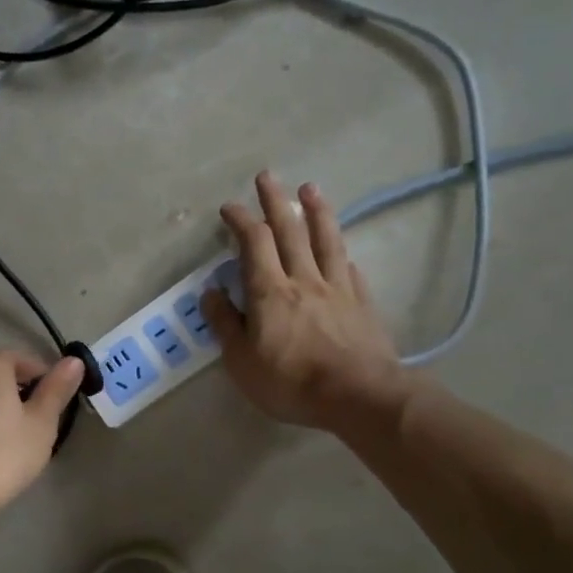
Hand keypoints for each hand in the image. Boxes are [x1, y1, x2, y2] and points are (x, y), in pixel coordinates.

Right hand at [201, 172, 407, 430]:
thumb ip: (225, 324)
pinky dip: (342, 255)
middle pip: (290, 230)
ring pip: (326, 241)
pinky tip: (343, 251)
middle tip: (267, 176)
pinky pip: (350, 271)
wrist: (359, 395)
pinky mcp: (362, 304)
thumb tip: (211, 292)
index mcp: (270, 291)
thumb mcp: (242, 361)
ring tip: (311, 188)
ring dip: (317, 212)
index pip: (253, 242)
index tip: (229, 206)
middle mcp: (304, 279)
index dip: (240, 219)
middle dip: (275, 201)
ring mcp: (337, 289)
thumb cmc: (291, 382)